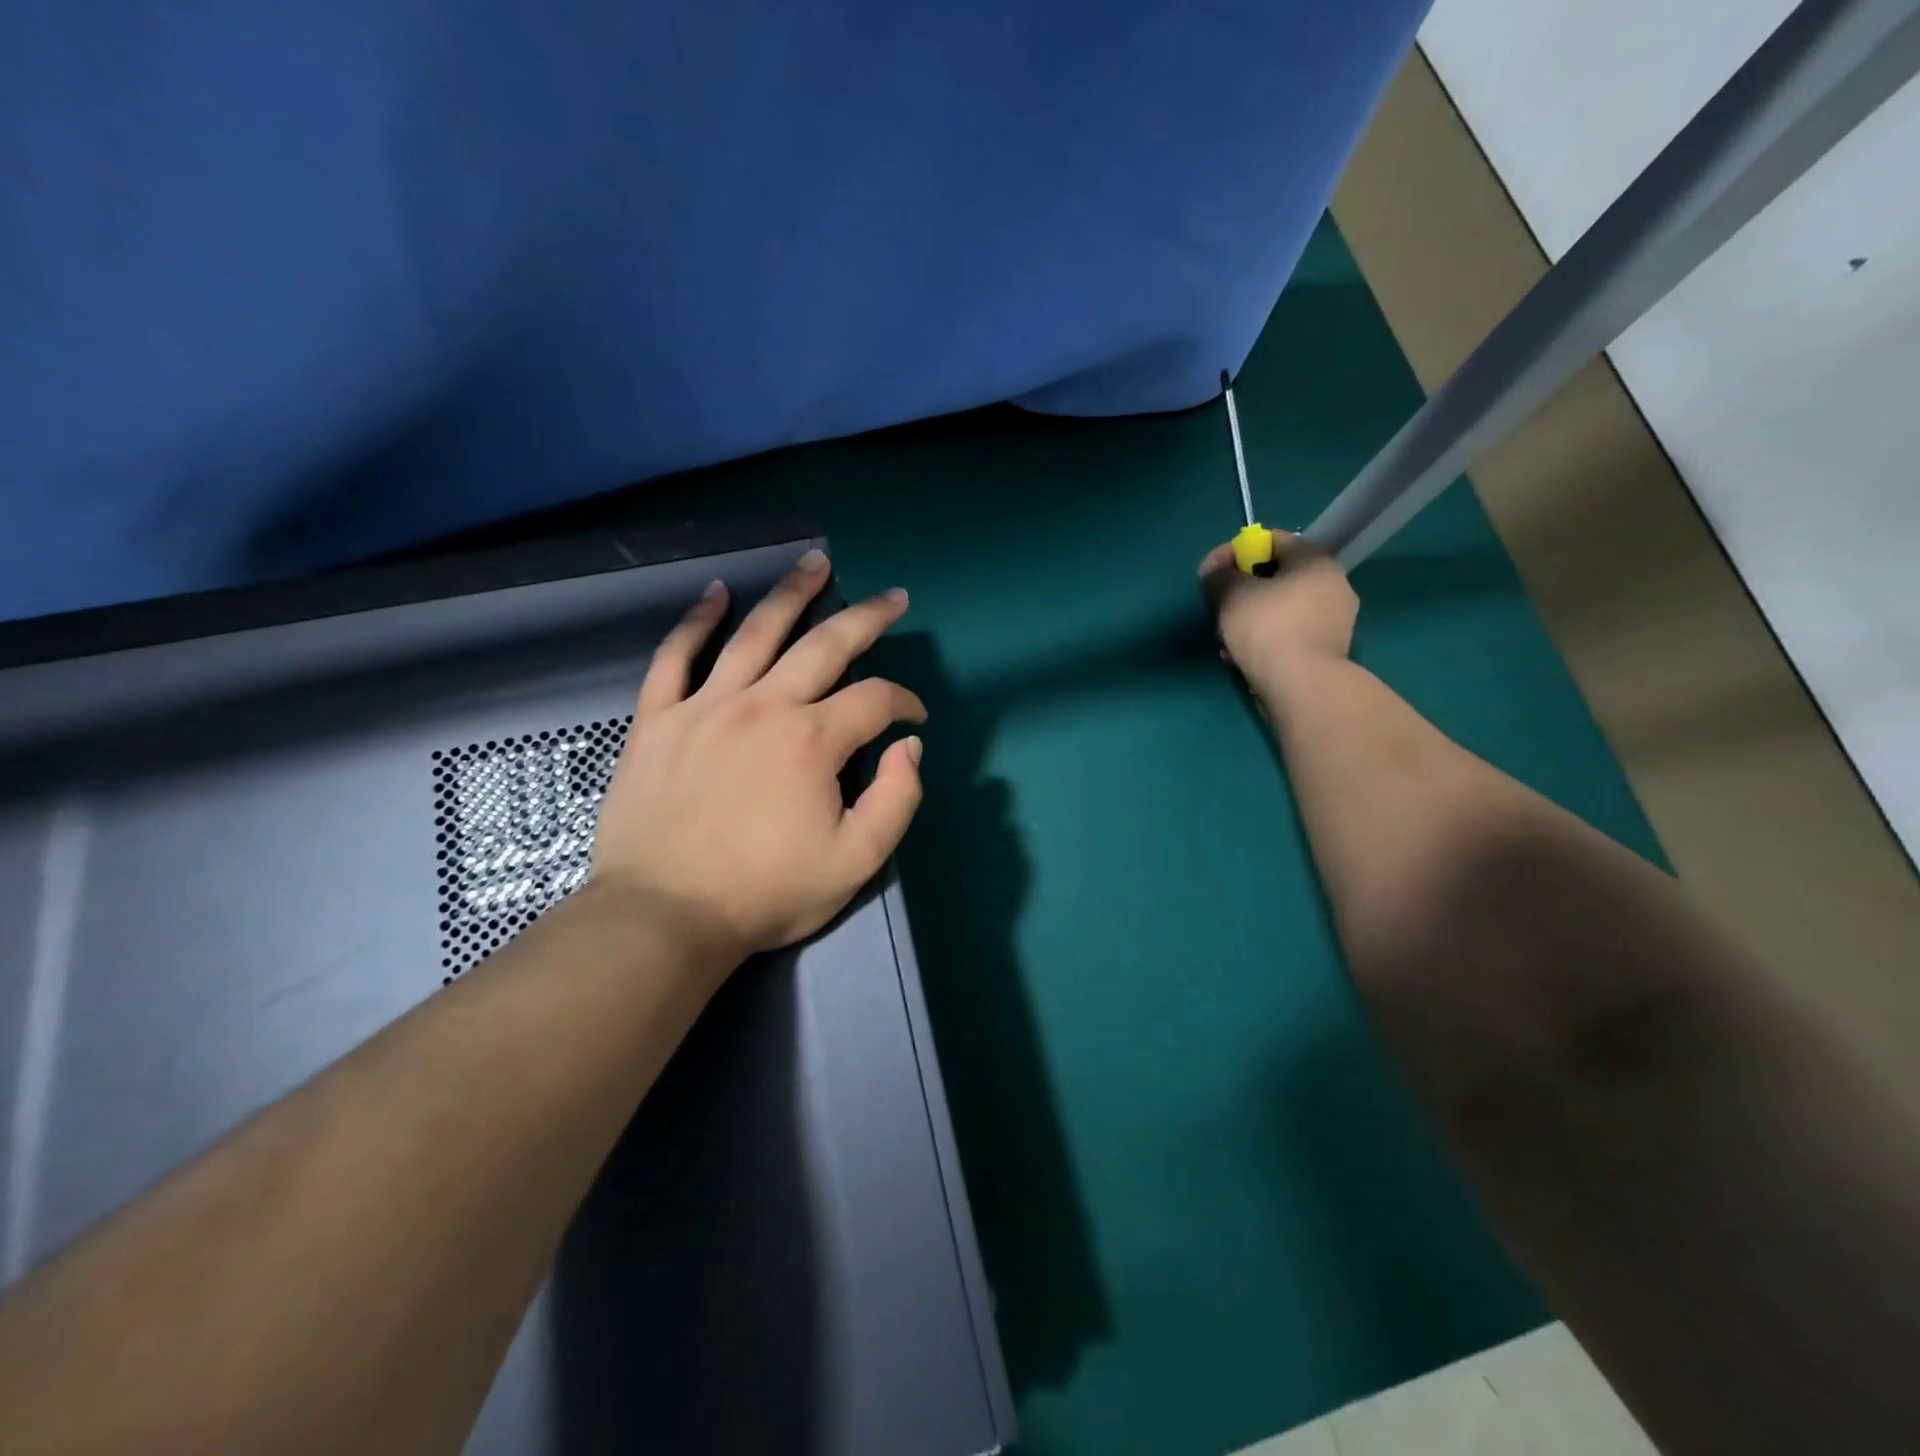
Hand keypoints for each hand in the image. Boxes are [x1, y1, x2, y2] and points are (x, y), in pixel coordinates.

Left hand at [591, 549, 926, 965]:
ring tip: (814, 562)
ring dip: (790, 594)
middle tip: (892, 597)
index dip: (905, 703)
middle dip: (867, 618)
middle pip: (825, 645)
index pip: (875, 700)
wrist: (663, 916)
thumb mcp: (856, 861)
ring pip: (755, 633)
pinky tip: (715, 594)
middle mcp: (763, 706)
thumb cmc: (766, 893)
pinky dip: (695, 621)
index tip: (913, 719)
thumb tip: (908, 746)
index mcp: (812, 740)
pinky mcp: (658, 720)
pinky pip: (675, 657)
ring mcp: (705, 706)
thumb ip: (898, 799)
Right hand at [1198, 529, 1357, 685]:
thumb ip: (1218, 576)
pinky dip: (1265, 639)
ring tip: (1226, 638)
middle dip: (1241, 590)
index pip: (1272, 540)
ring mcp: (1334, 620)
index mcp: (1315, 561)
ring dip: (1250, 617)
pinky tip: (1243, 656)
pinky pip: (1289, 633)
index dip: (1234, 552)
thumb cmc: (1267, 628)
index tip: (1210, 573)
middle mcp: (1333, 584)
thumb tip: (1215, 574)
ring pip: (1281, 608)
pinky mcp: (1328, 650)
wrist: (1302, 686)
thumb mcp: (1231, 595)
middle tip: (1217, 607)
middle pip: (1277, 576)